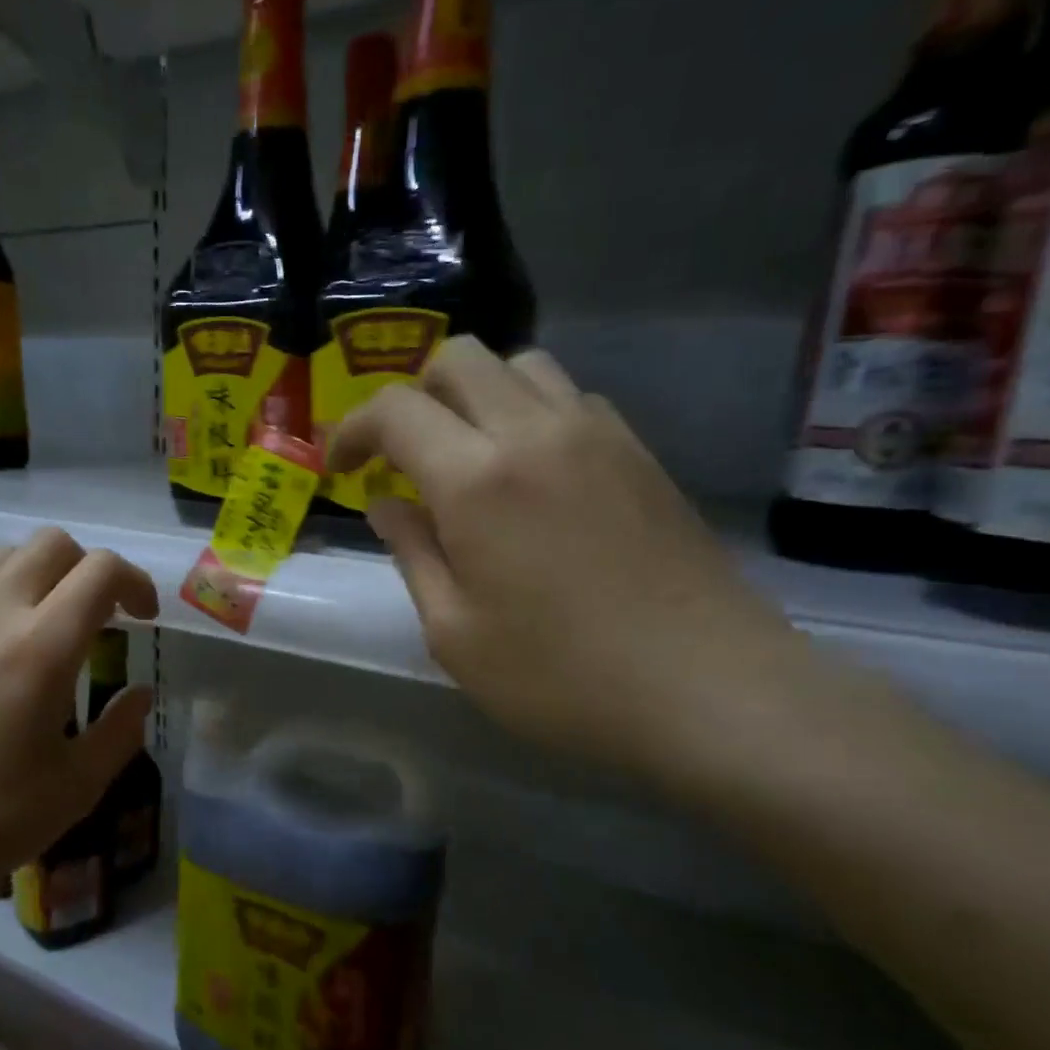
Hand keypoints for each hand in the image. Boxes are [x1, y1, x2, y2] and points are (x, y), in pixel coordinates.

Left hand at [0, 529, 157, 970]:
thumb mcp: (72, 790)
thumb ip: (120, 733)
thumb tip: (140, 694)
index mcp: (40, 648)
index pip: (100, 571)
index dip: (135, 582)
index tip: (143, 619)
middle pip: (54, 543)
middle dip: (91, 569)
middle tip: (103, 618)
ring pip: (7, 554)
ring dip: (44, 573)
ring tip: (52, 624)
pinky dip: (1, 589)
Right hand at [328, 336, 808, 788]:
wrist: (710, 691)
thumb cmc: (561, 677)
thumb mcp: (455, 633)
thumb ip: (412, 554)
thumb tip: (386, 503)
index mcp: (477, 479)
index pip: (396, 410)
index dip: (352, 428)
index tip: (339, 466)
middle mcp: (536, 433)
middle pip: (461, 359)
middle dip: (412, 395)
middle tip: (399, 455)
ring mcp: (598, 435)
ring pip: (521, 366)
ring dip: (475, 396)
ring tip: (464, 458)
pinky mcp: (640, 454)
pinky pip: (570, 399)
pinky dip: (529, 414)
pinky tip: (529, 476)